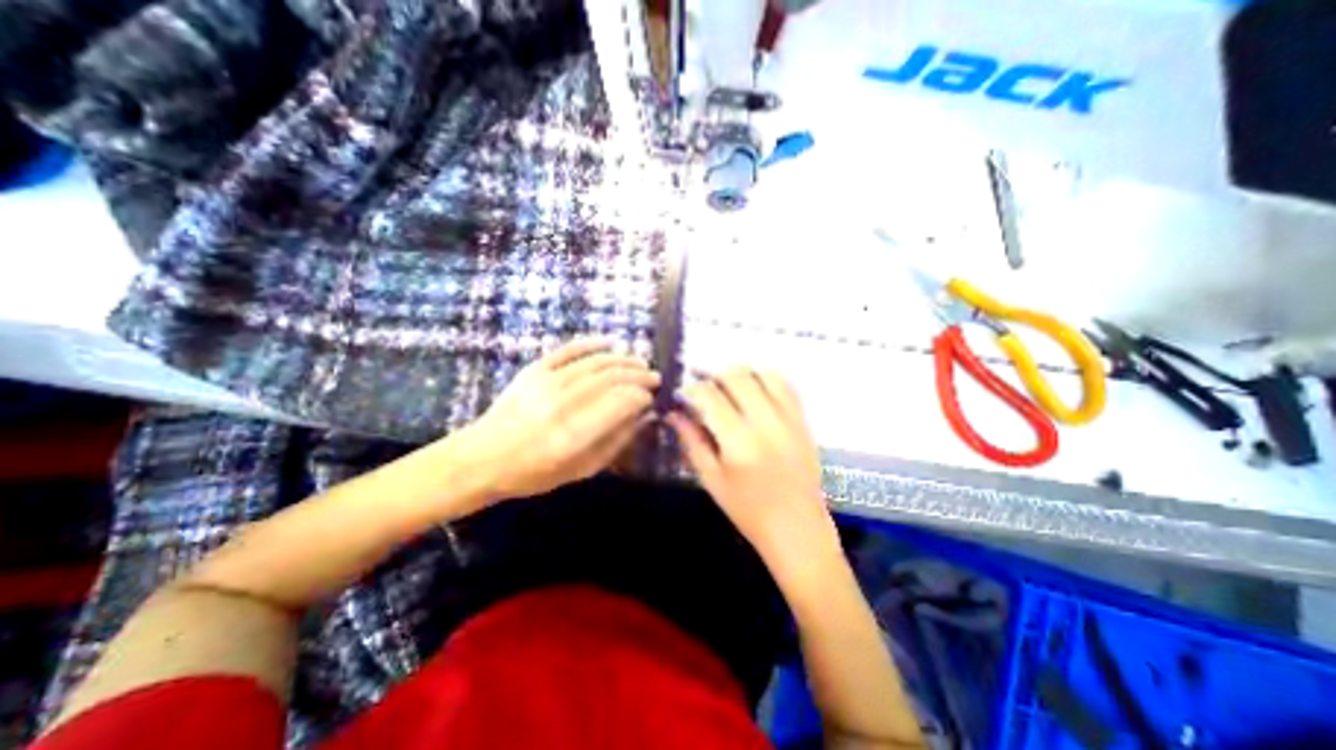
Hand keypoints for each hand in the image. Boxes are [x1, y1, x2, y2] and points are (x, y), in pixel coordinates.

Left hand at [448, 339, 656, 504]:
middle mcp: (563, 403)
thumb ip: (616, 442)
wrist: (482, 458)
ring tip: (640, 363)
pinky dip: (591, 343)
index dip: (642, 397)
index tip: (652, 399)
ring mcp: (546, 382)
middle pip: (612, 378)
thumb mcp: (581, 470)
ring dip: (623, 360)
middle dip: (638, 375)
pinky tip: (610, 342)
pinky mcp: (534, 370)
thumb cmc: (534, 473)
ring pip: (596, 362)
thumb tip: (644, 417)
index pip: (621, 402)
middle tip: (654, 377)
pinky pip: (568, 350)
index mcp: (575, 434)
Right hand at [673, 369, 836, 585]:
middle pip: (736, 377)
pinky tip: (754, 389)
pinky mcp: (802, 420)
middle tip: (703, 389)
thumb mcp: (711, 479)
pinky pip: (785, 385)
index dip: (691, 389)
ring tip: (728, 387)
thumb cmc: (747, 510)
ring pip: (762, 374)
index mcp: (738, 440)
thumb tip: (673, 413)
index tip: (682, 395)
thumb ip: (691, 441)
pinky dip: (766, 379)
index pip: (710, 396)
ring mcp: (788, 418)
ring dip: (740, 375)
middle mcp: (765, 422)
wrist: (797, 528)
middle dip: (714, 377)